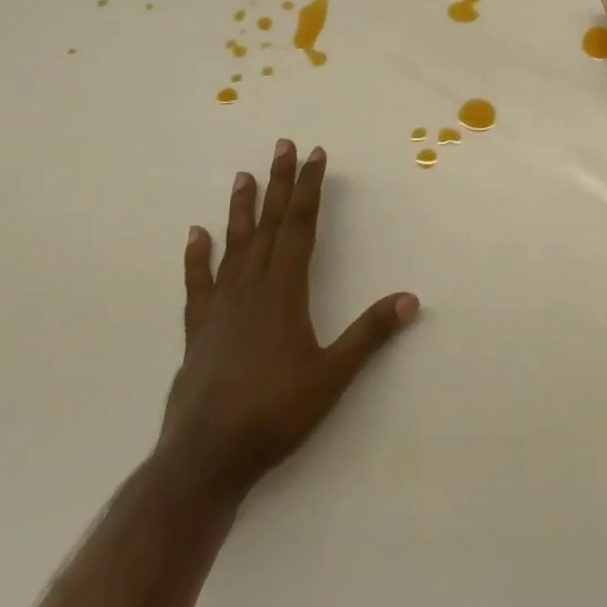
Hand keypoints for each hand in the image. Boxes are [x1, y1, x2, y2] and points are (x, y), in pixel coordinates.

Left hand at [158, 140, 419, 500]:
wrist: (204, 461)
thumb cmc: (274, 415)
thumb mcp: (332, 377)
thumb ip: (370, 335)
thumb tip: (411, 299)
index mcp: (284, 292)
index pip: (300, 227)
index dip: (310, 189)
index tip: (315, 154)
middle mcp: (251, 289)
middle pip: (268, 225)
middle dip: (280, 183)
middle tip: (282, 145)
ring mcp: (221, 309)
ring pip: (234, 246)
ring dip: (241, 209)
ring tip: (244, 176)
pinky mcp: (198, 332)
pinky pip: (198, 285)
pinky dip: (197, 258)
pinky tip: (195, 235)